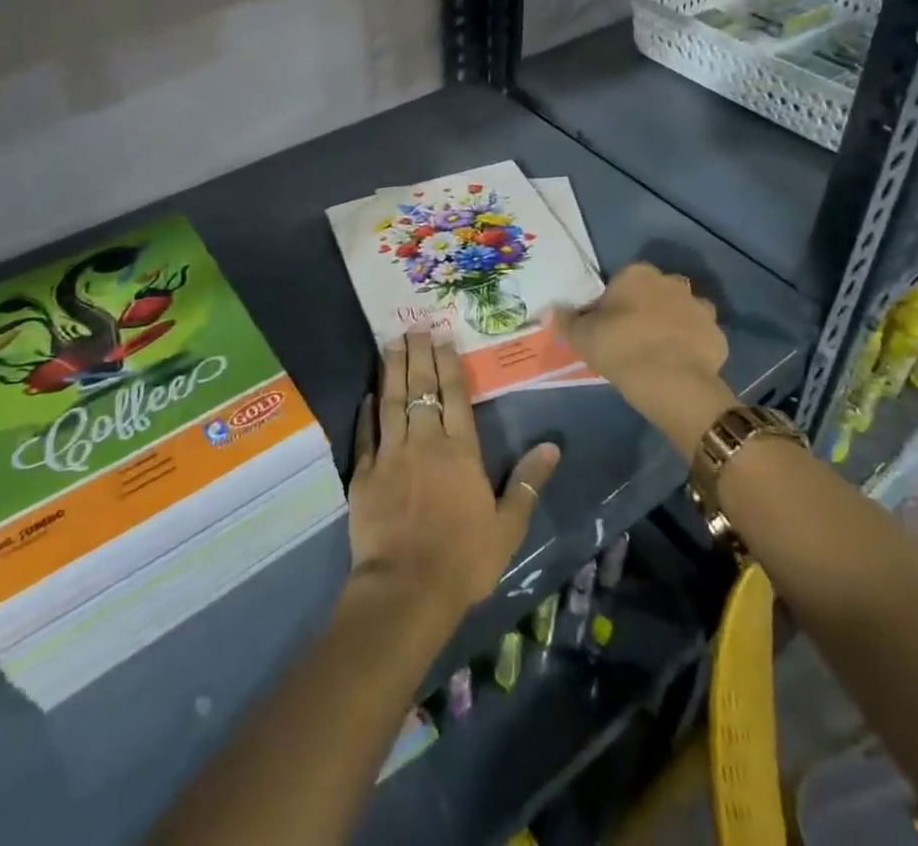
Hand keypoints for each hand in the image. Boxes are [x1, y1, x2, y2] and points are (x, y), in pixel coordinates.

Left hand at [346, 330, 559, 621]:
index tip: (442, 337)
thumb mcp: (508, 526)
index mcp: (461, 451)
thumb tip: (552, 446)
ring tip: (391, 343)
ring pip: (392, 402)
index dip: (448, 365)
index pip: (455, 397)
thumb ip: (528, 483)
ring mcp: (391, 455)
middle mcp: (425, 442)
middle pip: (421, 389)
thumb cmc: (464, 559)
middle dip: (418, 355)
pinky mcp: (365, 474)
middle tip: (413, 327)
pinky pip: (366, 434)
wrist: (407, 589)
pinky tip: (366, 395)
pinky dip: (366, 412)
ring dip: (392, 371)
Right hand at [550, 262, 734, 455]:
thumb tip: (550, 311)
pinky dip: (690, 346)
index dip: (612, 304)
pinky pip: (699, 336)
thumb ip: (566, 321)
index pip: (621, 281)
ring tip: (656, 352)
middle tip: (630, 338)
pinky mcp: (718, 334)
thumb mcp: (582, 337)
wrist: (672, 383)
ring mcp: (699, 307)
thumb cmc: (621, 349)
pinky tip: (678, 365)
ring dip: (672, 324)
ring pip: (681, 311)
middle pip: (654, 292)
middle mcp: (671, 282)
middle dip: (646, 308)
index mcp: (637, 274)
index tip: (606, 326)